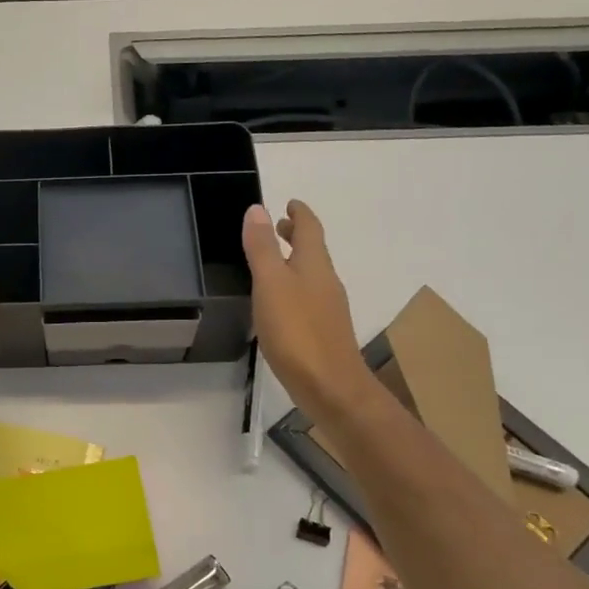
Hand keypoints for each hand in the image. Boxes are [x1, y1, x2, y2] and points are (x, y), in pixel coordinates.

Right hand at [241, 201, 371, 418]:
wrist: (330, 386)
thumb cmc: (297, 331)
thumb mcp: (271, 284)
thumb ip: (263, 247)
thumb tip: (258, 209)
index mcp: (314, 265)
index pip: (310, 228)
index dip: (300, 214)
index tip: (290, 203)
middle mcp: (326, 281)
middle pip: (313, 250)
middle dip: (297, 236)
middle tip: (280, 226)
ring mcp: (328, 308)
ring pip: (311, 274)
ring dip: (295, 261)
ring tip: (274, 261)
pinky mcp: (323, 332)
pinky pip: (309, 297)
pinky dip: (295, 287)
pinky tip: (280, 302)